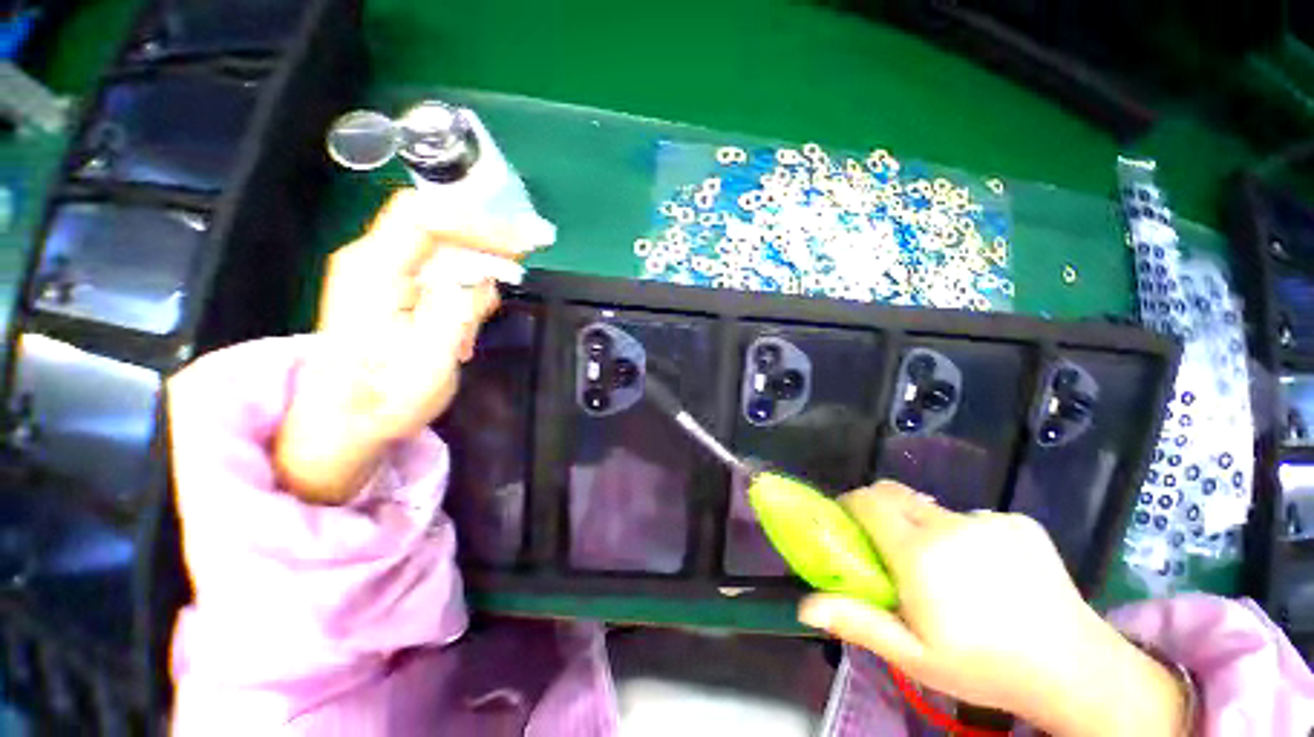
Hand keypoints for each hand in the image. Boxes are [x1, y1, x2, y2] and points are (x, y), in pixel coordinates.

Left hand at [275, 190, 514, 503]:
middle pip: (434, 220)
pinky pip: (437, 264)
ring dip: (482, 250)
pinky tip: (488, 288)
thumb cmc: (383, 400)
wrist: (343, 423)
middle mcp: (371, 260)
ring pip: (439, 241)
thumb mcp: (430, 363)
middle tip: (531, 243)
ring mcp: (380, 272)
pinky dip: (469, 270)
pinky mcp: (392, 287)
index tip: (521, 243)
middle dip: (487, 229)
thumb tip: (485, 279)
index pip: (425, 218)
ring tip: (516, 264)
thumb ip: (458, 313)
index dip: (478, 223)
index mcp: (373, 273)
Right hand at [798, 482, 1186, 736]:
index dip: (851, 504)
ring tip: (947, 570)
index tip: (846, 521)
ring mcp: (989, 520)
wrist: (1075, 668)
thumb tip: (805, 606)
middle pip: (897, 495)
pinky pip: (973, 518)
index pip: (869, 502)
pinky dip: (965, 536)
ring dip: (925, 528)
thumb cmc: (983, 667)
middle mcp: (950, 524)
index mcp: (920, 552)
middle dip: (881, 509)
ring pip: (935, 509)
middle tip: (887, 545)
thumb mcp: (914, 655)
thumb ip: (857, 622)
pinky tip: (988, 572)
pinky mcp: (1019, 522)